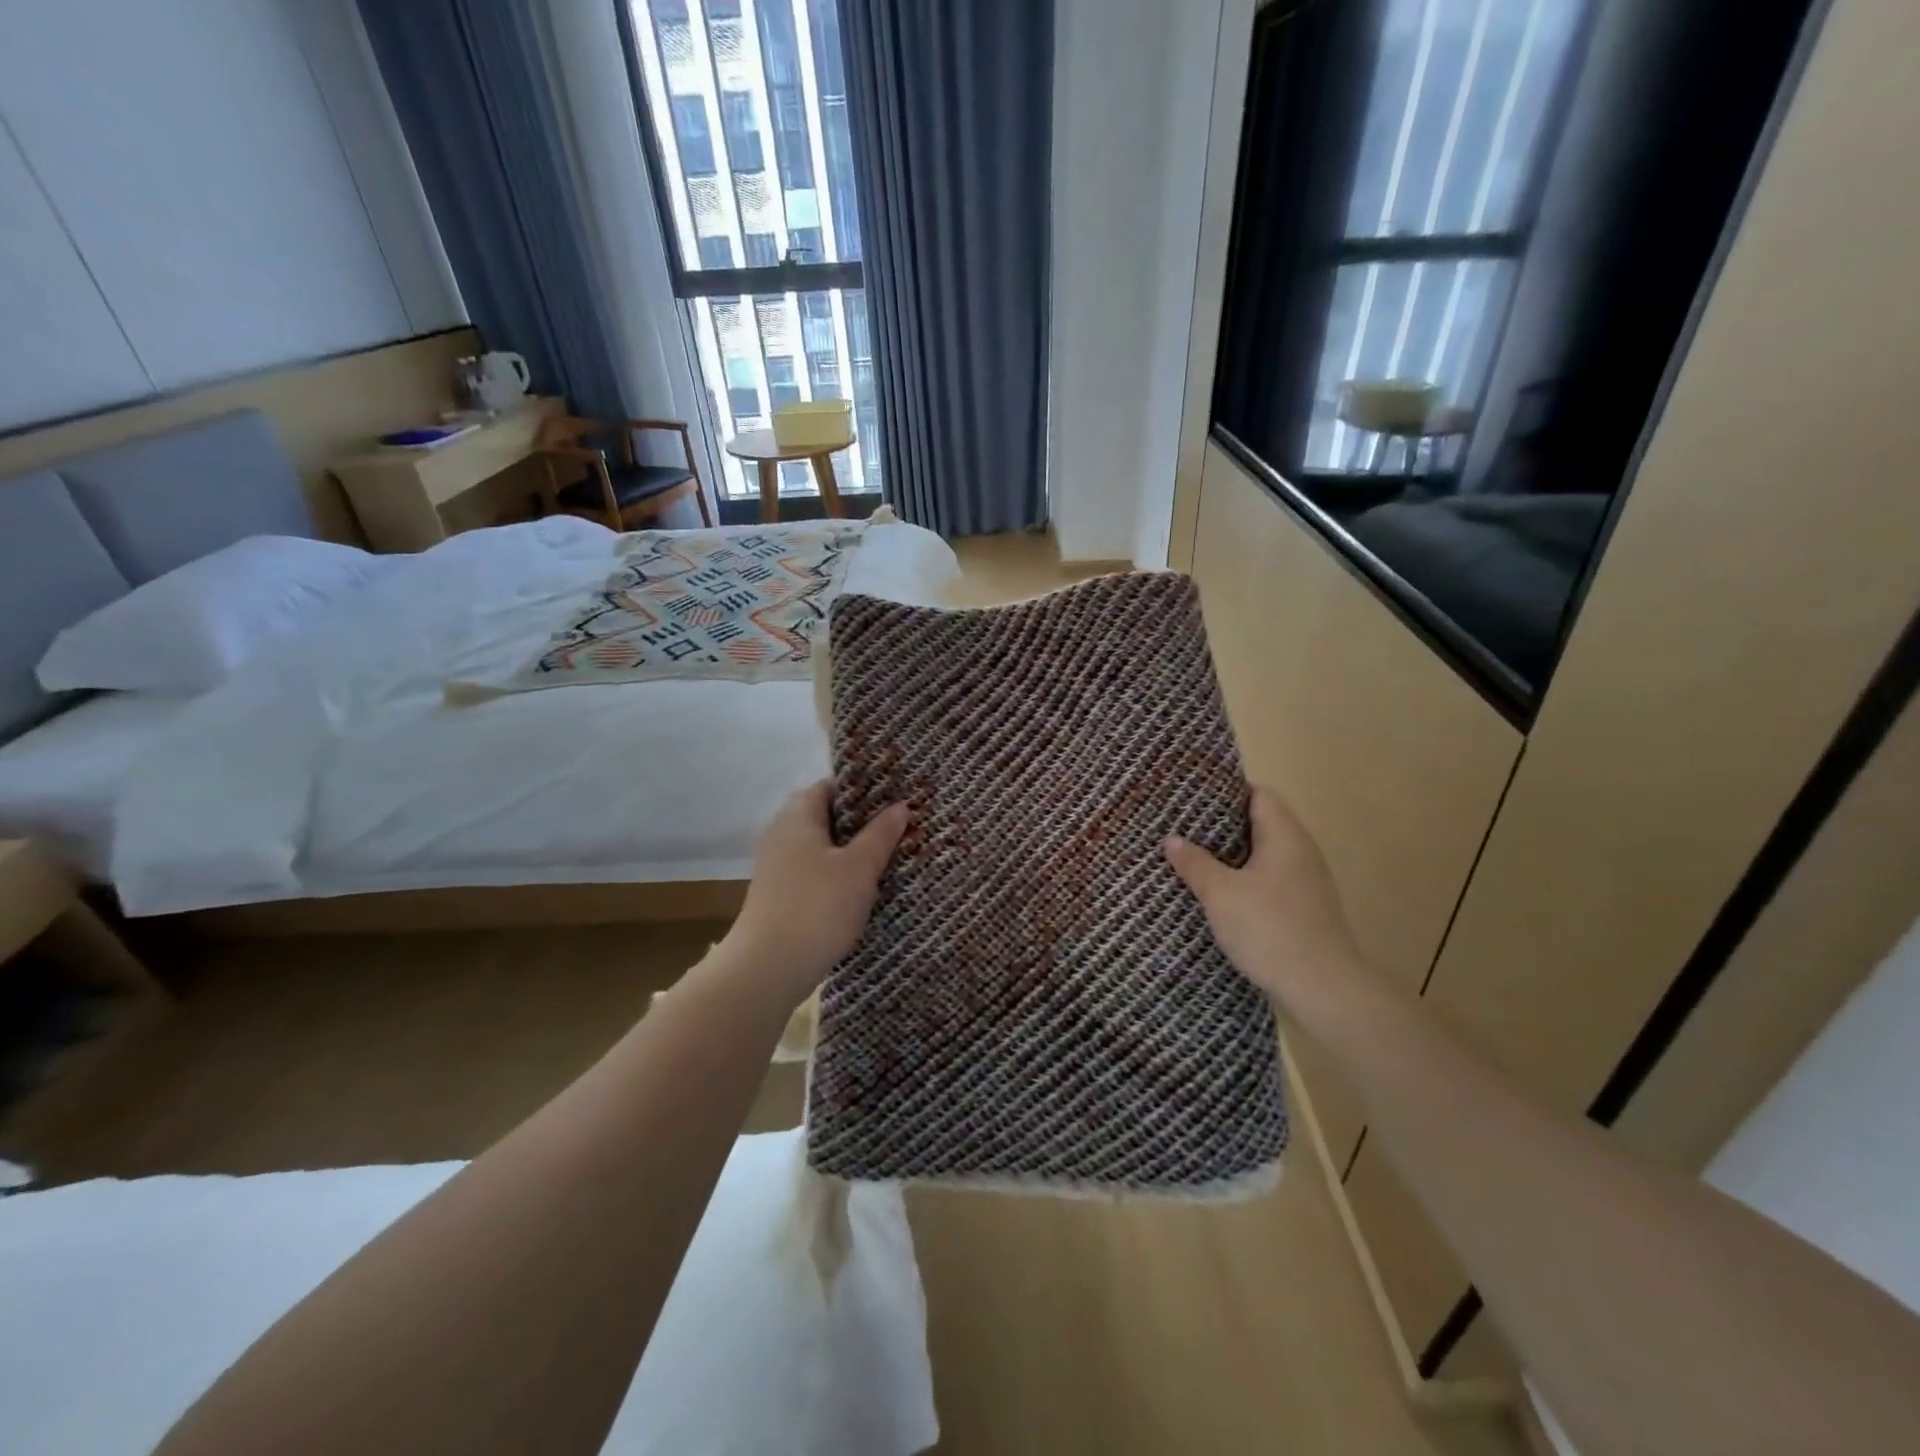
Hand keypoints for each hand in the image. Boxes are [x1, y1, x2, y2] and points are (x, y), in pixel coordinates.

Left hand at [721, 781, 908, 1007]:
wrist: (768, 968)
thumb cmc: (818, 907)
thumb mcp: (860, 868)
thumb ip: (881, 834)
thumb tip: (900, 806)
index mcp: (798, 817)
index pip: (829, 786)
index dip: (861, 789)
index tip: (893, 797)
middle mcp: (781, 834)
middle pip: (825, 816)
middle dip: (860, 821)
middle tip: (896, 827)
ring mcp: (777, 866)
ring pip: (820, 846)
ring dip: (849, 850)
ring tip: (887, 856)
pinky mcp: (779, 894)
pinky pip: (813, 870)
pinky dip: (836, 872)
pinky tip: (860, 888)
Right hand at [1164, 788, 1366, 1014]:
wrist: (1323, 988)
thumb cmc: (1269, 929)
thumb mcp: (1221, 894)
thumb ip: (1195, 863)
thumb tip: (1172, 839)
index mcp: (1285, 837)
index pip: (1259, 795)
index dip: (1226, 791)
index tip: (1192, 796)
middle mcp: (1301, 851)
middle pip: (1261, 822)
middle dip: (1222, 823)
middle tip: (1183, 825)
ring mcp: (1306, 881)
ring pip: (1264, 853)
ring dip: (1232, 853)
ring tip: (1194, 855)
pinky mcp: (1303, 907)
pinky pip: (1269, 878)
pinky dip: (1244, 877)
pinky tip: (1219, 891)